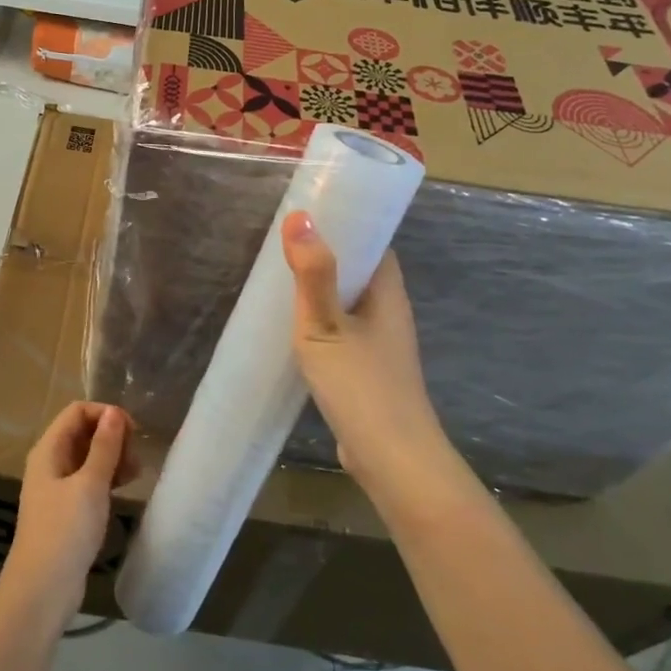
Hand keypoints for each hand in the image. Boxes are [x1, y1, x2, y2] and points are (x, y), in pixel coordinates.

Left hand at [2, 402, 135, 621]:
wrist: (42, 590)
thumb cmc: (65, 531)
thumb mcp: (90, 485)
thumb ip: (104, 447)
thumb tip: (114, 413)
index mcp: (49, 449)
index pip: (77, 411)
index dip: (105, 414)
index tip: (133, 432)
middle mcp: (50, 462)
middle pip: (83, 431)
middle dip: (111, 436)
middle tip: (136, 456)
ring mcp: (57, 487)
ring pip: (88, 456)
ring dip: (112, 457)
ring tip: (136, 473)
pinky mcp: (67, 509)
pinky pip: (89, 480)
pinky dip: (107, 477)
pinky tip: (124, 488)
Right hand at [281, 212, 450, 488]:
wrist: (391, 459)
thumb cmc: (360, 385)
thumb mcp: (325, 326)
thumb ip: (313, 275)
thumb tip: (301, 216)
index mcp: (387, 293)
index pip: (373, 242)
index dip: (346, 223)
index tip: (310, 210)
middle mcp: (389, 312)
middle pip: (359, 270)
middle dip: (327, 254)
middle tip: (282, 241)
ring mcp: (380, 344)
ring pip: (349, 303)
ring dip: (321, 289)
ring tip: (279, 277)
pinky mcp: (367, 370)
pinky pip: (342, 331)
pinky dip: (320, 321)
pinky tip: (291, 328)